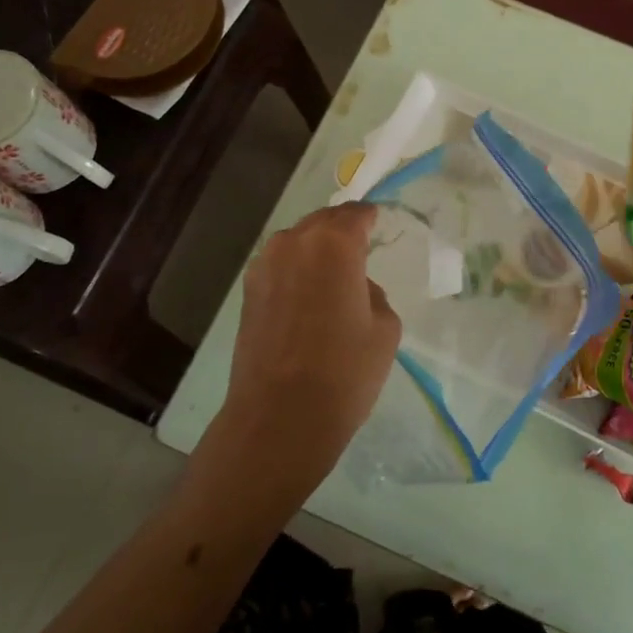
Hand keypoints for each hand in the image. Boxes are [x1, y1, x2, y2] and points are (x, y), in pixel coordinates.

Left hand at [211, 203, 401, 487]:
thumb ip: (373, 293)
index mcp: (334, 244)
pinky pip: (279, 266)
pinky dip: (296, 270)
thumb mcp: (385, 329)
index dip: (370, 218)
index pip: (355, 214)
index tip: (379, 225)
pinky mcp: (248, 293)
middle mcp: (293, 243)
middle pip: (322, 222)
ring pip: (297, 242)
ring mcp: (264, 266)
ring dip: (316, 249)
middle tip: (360, 247)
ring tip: (333, 273)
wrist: (280, 417)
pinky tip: (308, 296)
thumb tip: (353, 288)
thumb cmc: (344, 371)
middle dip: (342, 229)